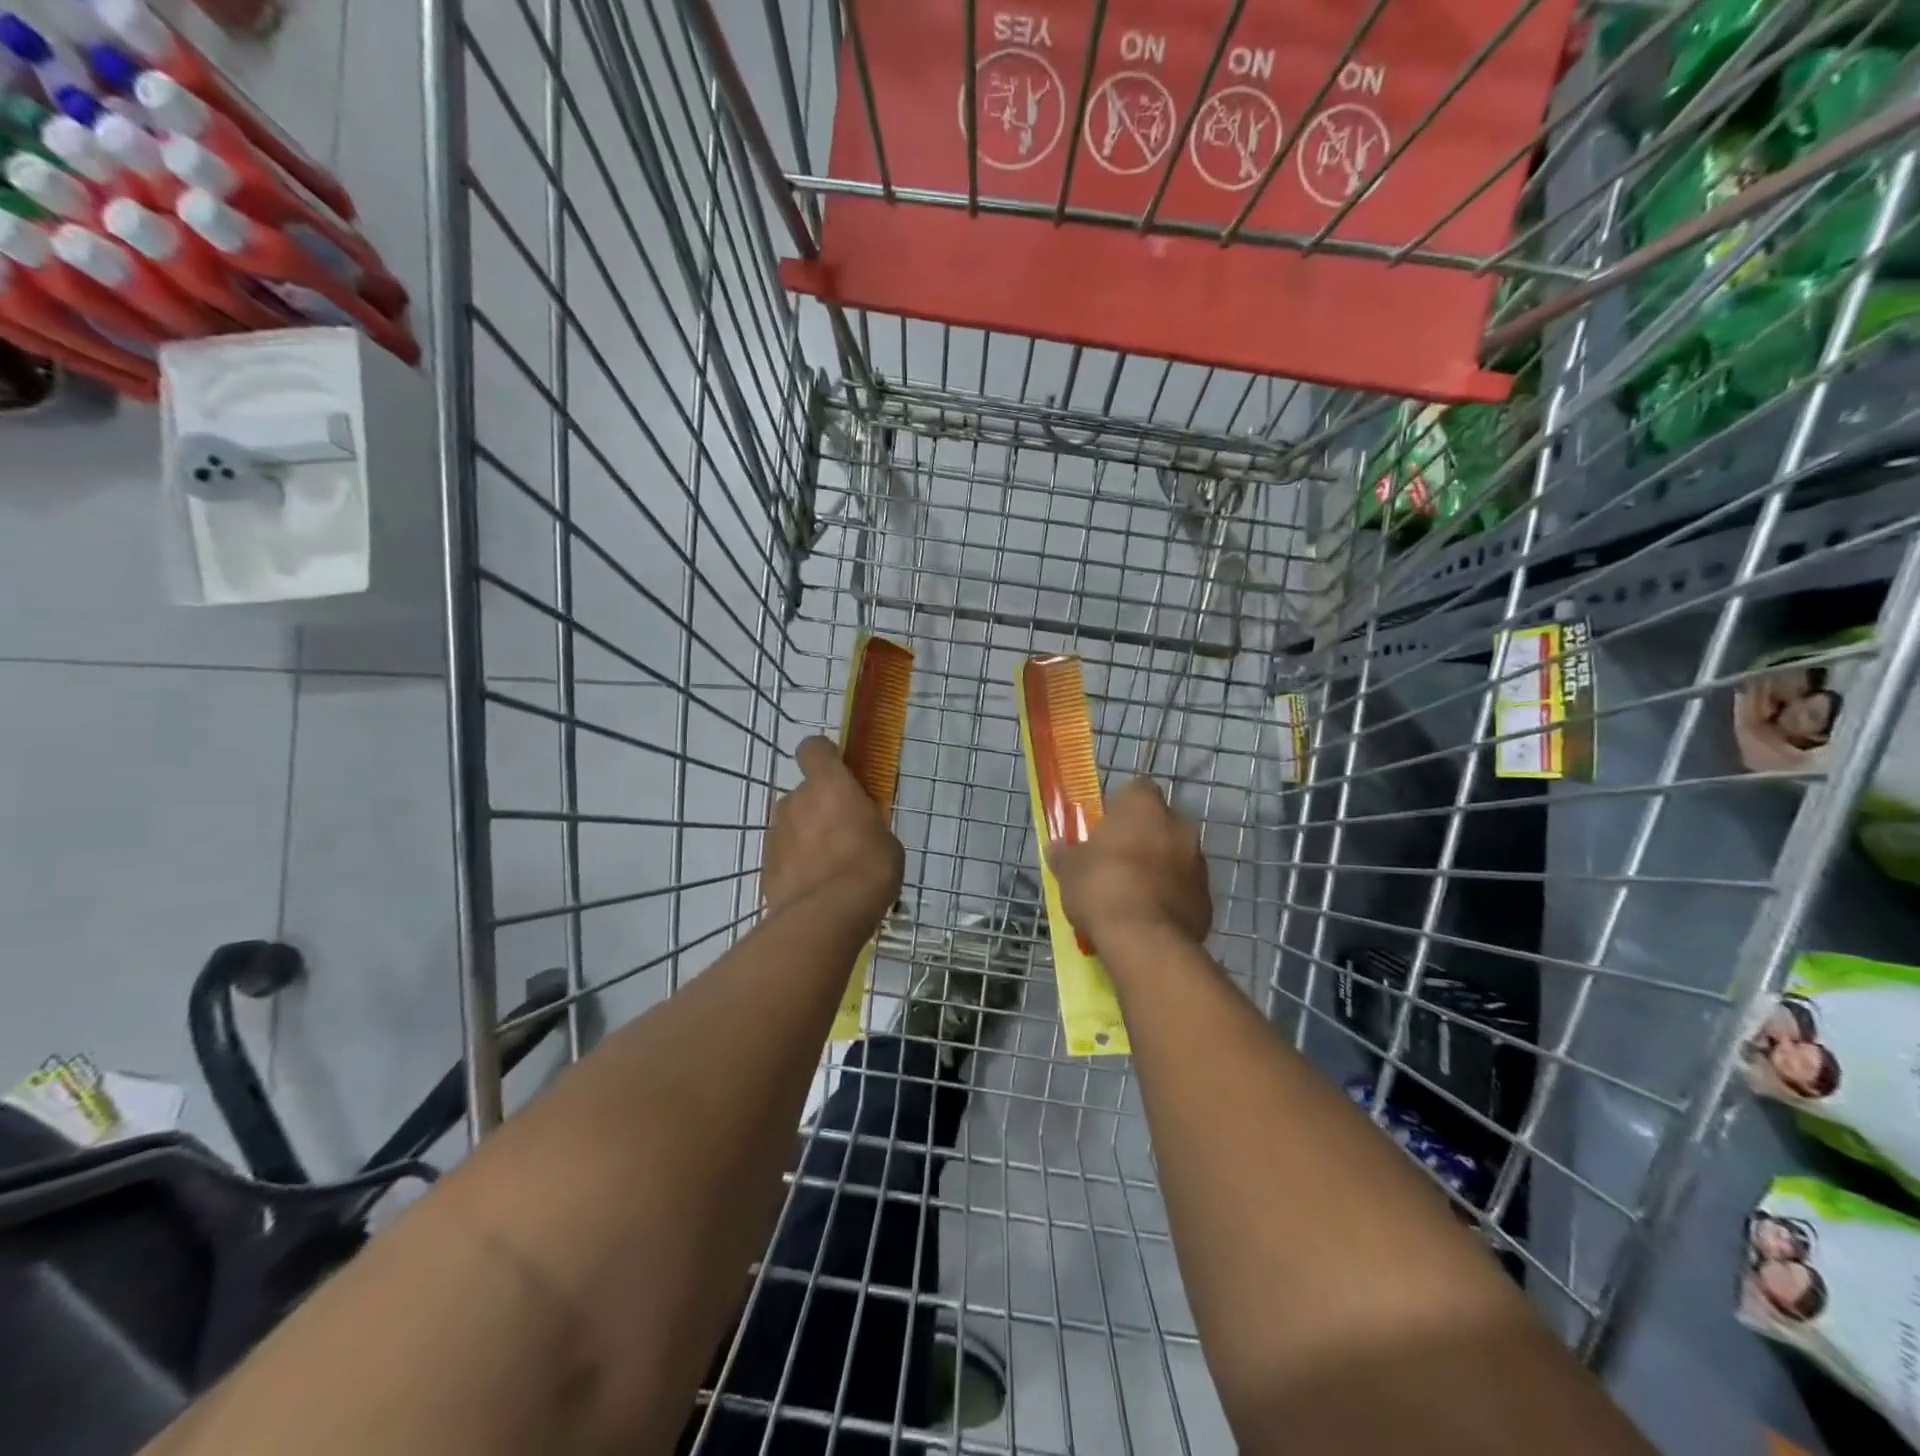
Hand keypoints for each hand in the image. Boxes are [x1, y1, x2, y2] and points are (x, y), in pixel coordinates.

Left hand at [762, 736, 903, 927]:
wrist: (826, 916)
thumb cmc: (869, 868)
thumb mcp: (886, 840)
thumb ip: (867, 824)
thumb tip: (859, 829)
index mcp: (829, 784)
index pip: (814, 748)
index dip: (825, 755)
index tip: (839, 771)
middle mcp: (796, 800)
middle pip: (805, 792)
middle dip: (820, 807)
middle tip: (845, 833)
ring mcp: (776, 832)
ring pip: (793, 824)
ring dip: (807, 836)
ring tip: (831, 867)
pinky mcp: (765, 864)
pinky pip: (785, 853)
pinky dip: (796, 863)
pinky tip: (816, 887)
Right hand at [1048, 777, 1211, 949]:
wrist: (1145, 940)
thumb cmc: (1101, 887)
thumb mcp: (1069, 870)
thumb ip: (1066, 854)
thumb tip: (1058, 849)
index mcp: (1144, 805)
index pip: (1136, 790)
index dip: (1119, 808)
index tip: (1104, 829)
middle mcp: (1179, 825)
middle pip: (1158, 824)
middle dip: (1141, 839)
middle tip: (1114, 862)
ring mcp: (1198, 862)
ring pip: (1174, 856)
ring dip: (1157, 869)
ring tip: (1130, 896)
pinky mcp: (1207, 898)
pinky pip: (1184, 889)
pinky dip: (1170, 898)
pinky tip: (1147, 918)